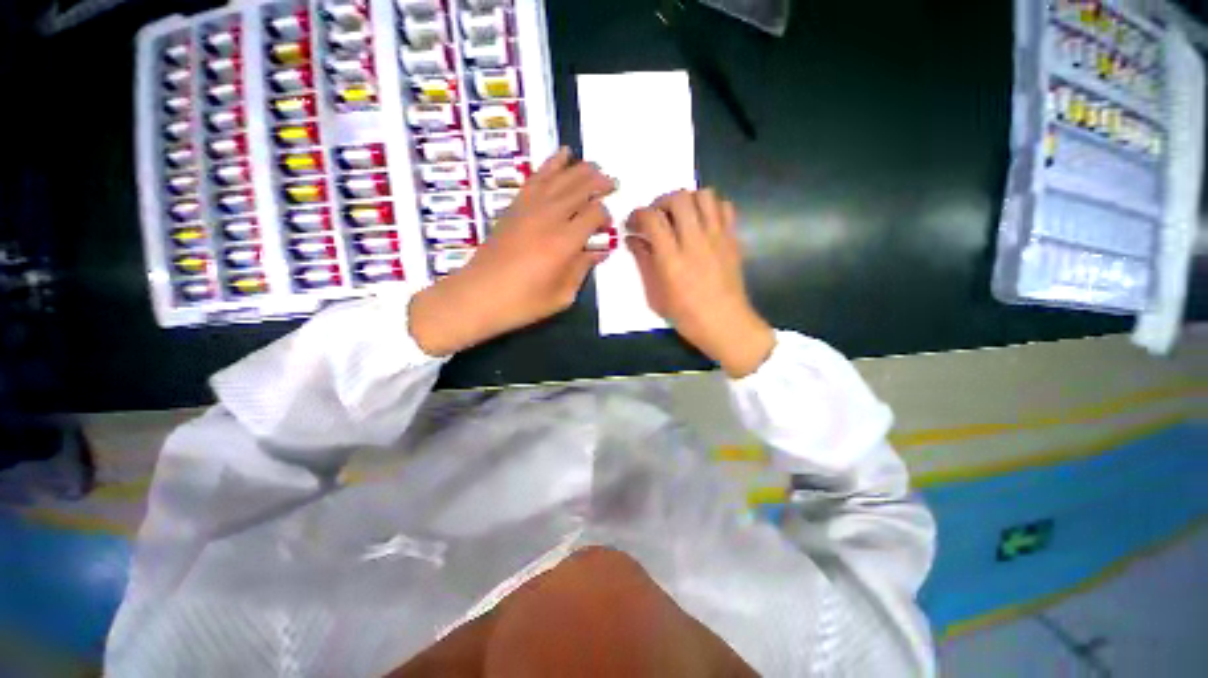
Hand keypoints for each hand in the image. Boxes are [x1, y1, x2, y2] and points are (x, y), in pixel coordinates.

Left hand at [409, 148, 615, 355]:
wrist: (478, 295)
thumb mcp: (562, 295)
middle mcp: (549, 218)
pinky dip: (550, 165)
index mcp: (564, 242)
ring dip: (579, 169)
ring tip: (594, 165)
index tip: (607, 226)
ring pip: (559, 178)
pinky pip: (536, 179)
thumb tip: (599, 252)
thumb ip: (582, 269)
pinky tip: (561, 158)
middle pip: (579, 189)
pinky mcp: (514, 207)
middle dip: (599, 182)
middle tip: (612, 182)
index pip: (594, 214)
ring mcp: (529, 208)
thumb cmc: (523, 303)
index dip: (605, 216)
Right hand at [627, 189, 773, 377]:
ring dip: (687, 200)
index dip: (638, 215)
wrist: (726, 324)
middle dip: (661, 201)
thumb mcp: (656, 296)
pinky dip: (711, 207)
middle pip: (678, 198)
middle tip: (656, 217)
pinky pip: (725, 207)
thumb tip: (633, 239)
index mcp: (672, 259)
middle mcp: (695, 242)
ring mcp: (717, 238)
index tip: (633, 224)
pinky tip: (702, 222)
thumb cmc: (686, 316)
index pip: (652, 218)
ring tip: (680, 216)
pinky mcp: (733, 239)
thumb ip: (644, 263)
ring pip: (704, 195)